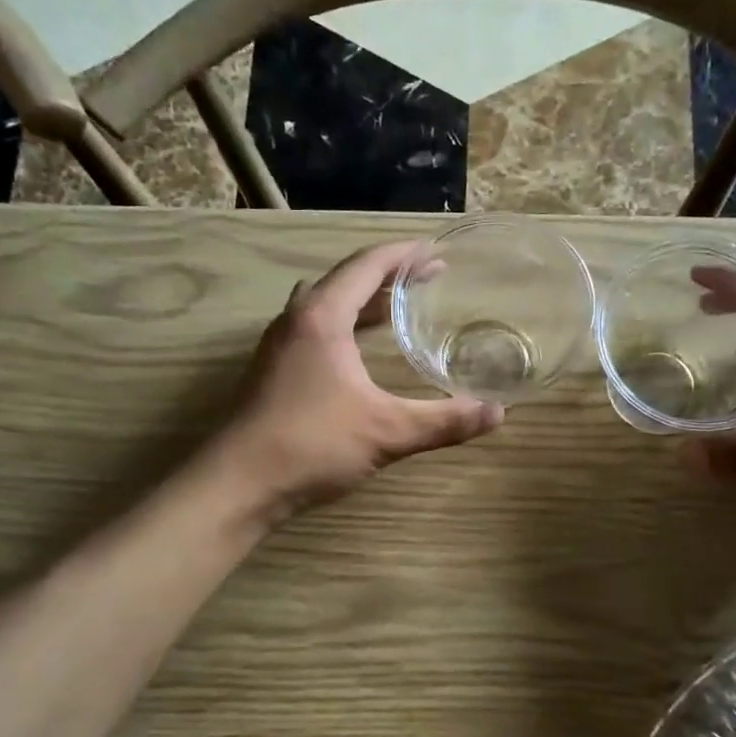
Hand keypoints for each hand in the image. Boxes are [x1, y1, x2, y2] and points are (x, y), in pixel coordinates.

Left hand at [217, 241, 503, 511]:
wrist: (237, 484)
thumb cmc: (312, 445)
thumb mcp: (387, 432)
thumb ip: (444, 421)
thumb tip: (497, 413)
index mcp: (323, 317)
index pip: (368, 265)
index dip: (405, 254)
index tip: (437, 252)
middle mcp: (297, 319)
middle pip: (346, 280)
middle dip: (389, 276)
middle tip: (428, 280)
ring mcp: (279, 345)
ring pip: (326, 305)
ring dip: (362, 300)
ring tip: (399, 309)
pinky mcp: (272, 370)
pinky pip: (314, 329)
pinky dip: (344, 325)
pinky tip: (360, 353)